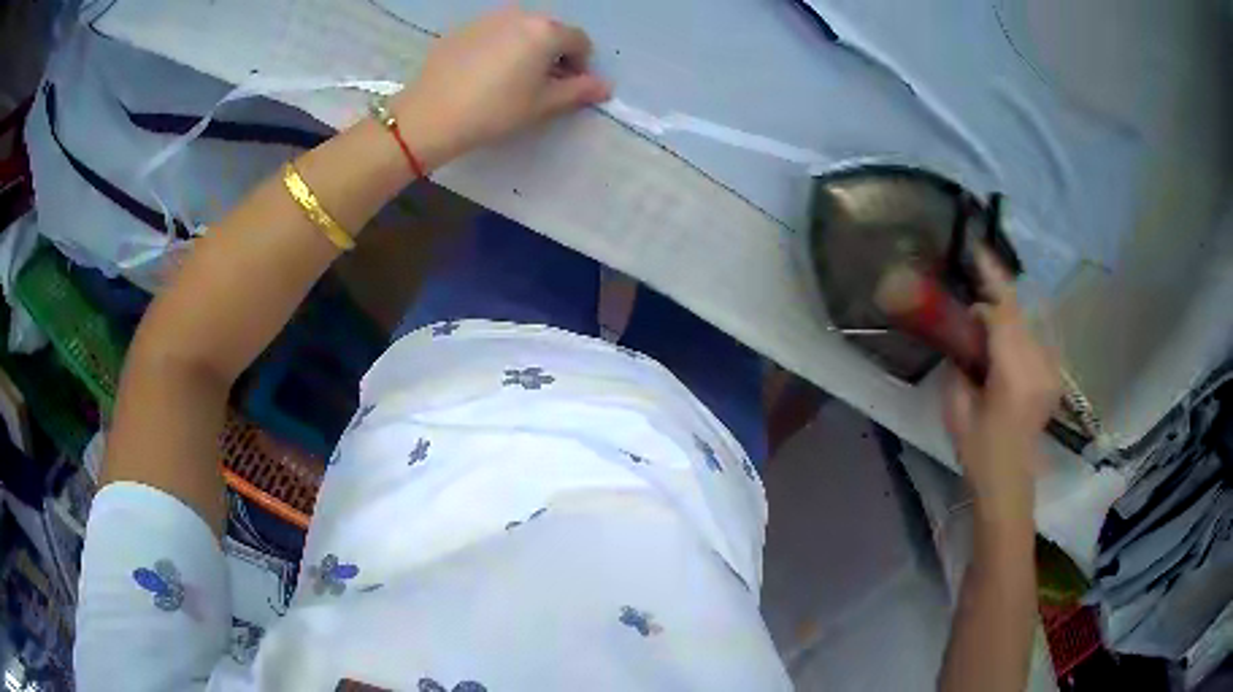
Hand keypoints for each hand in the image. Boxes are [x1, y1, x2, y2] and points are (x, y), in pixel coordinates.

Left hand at [393, 7, 611, 165]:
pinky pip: (493, 33)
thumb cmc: (495, 110)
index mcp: (545, 31)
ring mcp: (488, 18)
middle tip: (539, 84)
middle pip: (549, 31)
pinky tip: (482, 74)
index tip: (567, 87)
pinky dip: (498, 47)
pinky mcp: (462, 28)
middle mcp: (520, 14)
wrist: (431, 115)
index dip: (580, 65)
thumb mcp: (543, 105)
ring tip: (509, 79)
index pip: (579, 41)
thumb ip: (579, 91)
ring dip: (525, 48)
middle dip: (553, 54)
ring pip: (520, 30)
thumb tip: (605, 86)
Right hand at [944, 248, 1060, 502]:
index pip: (1003, 315)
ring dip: (1009, 309)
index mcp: (1015, 375)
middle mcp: (1040, 365)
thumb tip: (963, 335)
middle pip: (1020, 312)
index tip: (975, 254)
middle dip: (997, 292)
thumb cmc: (979, 450)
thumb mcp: (957, 408)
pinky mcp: (1055, 374)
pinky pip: (1039, 335)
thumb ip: (961, 364)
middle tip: (977, 274)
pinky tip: (1008, 327)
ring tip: (988, 302)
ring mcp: (1052, 369)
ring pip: (1031, 321)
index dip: (989, 284)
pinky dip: (1023, 324)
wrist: (1010, 480)